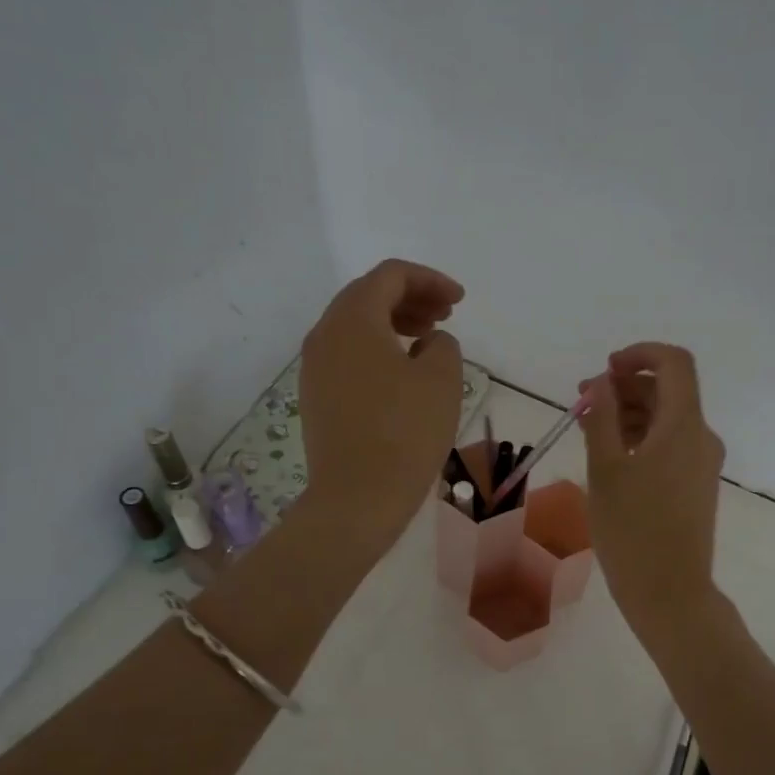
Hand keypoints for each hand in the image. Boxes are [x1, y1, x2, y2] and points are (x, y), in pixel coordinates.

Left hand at [299, 260, 464, 554]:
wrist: (357, 498)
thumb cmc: (405, 433)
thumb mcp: (442, 379)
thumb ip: (443, 344)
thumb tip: (428, 343)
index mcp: (353, 319)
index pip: (390, 276)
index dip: (430, 280)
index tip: (459, 301)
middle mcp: (324, 334)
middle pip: (367, 295)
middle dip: (411, 298)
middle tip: (446, 315)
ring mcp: (314, 367)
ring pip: (356, 326)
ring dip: (394, 323)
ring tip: (428, 340)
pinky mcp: (316, 396)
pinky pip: (347, 354)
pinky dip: (377, 348)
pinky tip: (402, 372)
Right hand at [578, 343, 726, 638]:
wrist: (669, 592)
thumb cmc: (632, 529)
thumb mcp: (605, 468)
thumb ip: (602, 417)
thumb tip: (602, 383)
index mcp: (683, 426)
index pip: (674, 363)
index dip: (639, 355)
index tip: (605, 370)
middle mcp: (701, 436)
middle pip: (668, 391)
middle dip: (625, 387)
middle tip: (584, 402)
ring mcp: (702, 462)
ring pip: (666, 418)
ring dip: (629, 413)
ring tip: (588, 429)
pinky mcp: (696, 483)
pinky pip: (669, 444)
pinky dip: (640, 437)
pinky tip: (610, 454)